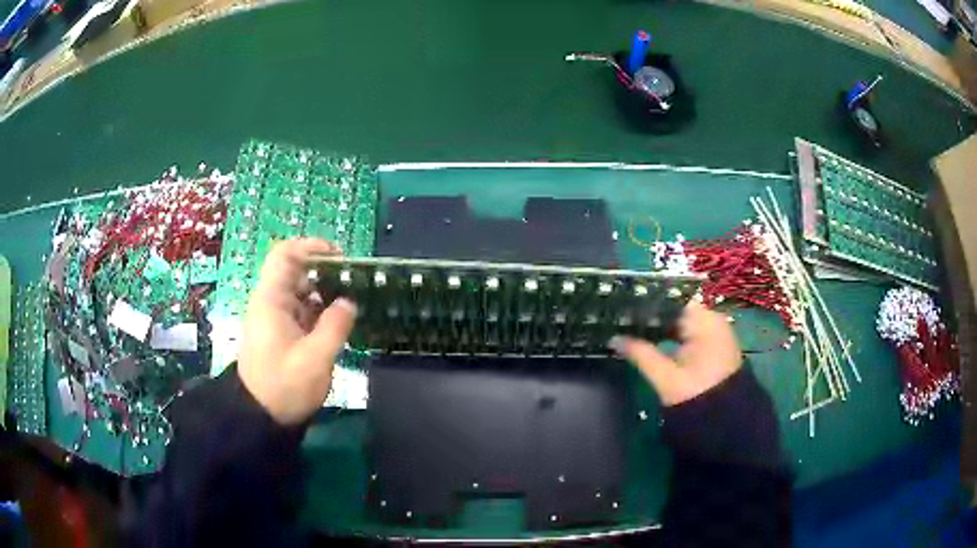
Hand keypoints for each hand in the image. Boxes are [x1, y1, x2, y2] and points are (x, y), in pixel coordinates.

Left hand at [238, 239, 357, 424]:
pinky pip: (301, 311)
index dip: (311, 247)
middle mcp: (271, 302)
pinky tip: (339, 322)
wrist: (260, 417)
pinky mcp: (280, 334)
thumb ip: (335, 326)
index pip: (286, 255)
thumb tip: (348, 302)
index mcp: (272, 300)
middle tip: (355, 284)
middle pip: (296, 271)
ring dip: (325, 293)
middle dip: (325, 272)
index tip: (340, 257)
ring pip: (300, 292)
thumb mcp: (315, 359)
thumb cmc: (284, 386)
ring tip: (353, 302)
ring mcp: (275, 318)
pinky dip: (320, 311)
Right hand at [610, 300, 740, 405]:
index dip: (649, 301)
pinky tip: (653, 339)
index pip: (672, 299)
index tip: (625, 304)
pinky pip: (690, 332)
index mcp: (705, 321)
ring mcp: (715, 333)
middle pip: (678, 308)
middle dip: (652, 314)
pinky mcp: (714, 346)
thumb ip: (641, 354)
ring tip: (631, 325)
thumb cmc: (696, 395)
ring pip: (683, 321)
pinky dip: (673, 335)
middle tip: (622, 316)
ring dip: (661, 325)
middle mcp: (713, 321)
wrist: (726, 422)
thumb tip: (614, 339)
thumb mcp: (665, 377)